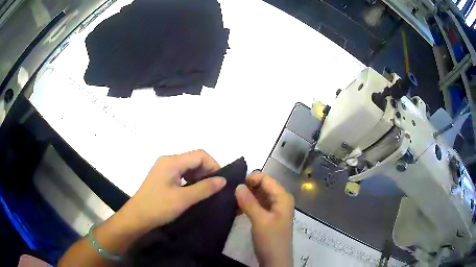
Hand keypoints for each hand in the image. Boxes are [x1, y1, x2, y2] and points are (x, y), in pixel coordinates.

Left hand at [124, 150, 226, 231]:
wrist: (137, 217)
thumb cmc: (158, 207)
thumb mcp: (183, 199)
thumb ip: (204, 188)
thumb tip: (223, 180)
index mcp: (172, 161)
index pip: (200, 154)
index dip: (213, 165)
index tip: (220, 182)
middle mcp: (168, 160)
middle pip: (194, 158)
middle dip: (207, 171)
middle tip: (213, 188)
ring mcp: (164, 168)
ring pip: (188, 166)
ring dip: (199, 176)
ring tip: (204, 191)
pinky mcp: (162, 176)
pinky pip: (181, 173)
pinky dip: (190, 179)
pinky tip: (192, 191)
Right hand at [235, 171, 293, 266]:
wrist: (275, 260)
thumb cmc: (270, 239)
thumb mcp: (260, 220)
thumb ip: (249, 202)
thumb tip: (237, 185)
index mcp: (283, 197)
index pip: (267, 179)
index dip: (251, 178)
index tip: (234, 182)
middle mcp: (280, 200)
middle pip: (264, 187)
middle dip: (248, 187)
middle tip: (230, 191)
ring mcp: (275, 209)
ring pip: (260, 196)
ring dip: (247, 197)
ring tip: (231, 199)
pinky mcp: (269, 217)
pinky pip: (258, 206)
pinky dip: (248, 205)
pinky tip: (236, 208)